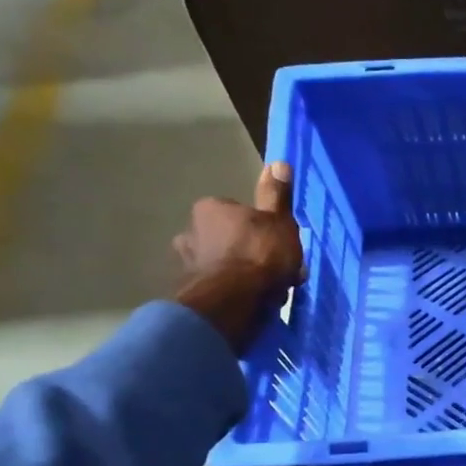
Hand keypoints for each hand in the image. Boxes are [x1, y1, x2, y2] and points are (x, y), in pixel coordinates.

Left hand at [173, 162, 306, 350]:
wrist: (233, 302)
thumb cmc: (260, 254)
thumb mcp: (279, 220)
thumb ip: (276, 195)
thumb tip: (278, 162)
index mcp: (210, 208)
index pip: (238, 212)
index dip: (261, 228)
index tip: (277, 244)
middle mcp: (190, 231)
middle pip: (226, 238)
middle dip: (246, 251)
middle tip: (274, 270)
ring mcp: (187, 264)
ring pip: (220, 264)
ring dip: (238, 274)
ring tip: (265, 291)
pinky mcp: (190, 292)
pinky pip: (216, 287)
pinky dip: (230, 293)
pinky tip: (250, 303)